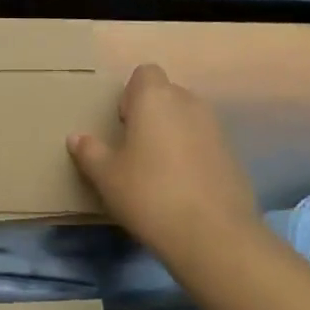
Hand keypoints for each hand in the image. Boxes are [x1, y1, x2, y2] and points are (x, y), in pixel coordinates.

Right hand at [69, 64, 257, 266]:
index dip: (132, 94)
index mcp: (155, 98)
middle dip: (152, 114)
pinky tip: (184, 189)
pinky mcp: (234, 156)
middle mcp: (188, 103)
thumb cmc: (149, 194)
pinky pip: (206, 144)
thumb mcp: (107, 176)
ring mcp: (216, 129)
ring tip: (160, 171)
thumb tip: (76, 138)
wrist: (214, 236)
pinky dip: (194, 156)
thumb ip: (90, 152)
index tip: (123, 124)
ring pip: (188, 119)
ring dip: (174, 135)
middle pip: (167, 95)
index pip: (145, 73)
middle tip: (137, 149)